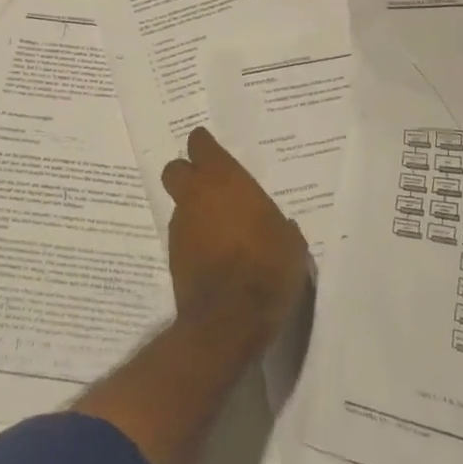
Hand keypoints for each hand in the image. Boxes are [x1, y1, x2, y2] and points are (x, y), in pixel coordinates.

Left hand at [160, 127, 310, 355]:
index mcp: (225, 180)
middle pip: (175, 170)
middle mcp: (197, 196)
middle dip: (187, 173)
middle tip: (208, 185)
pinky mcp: (173, 256)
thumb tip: (275, 225)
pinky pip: (182, 235)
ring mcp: (181, 226)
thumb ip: (275, 223)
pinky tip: (212, 255)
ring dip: (192, 210)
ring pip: (179, 205)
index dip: (204, 145)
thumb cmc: (268, 266)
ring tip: (217, 229)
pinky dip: (193, 239)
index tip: (212, 150)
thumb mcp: (289, 241)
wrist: (232, 318)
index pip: (201, 145)